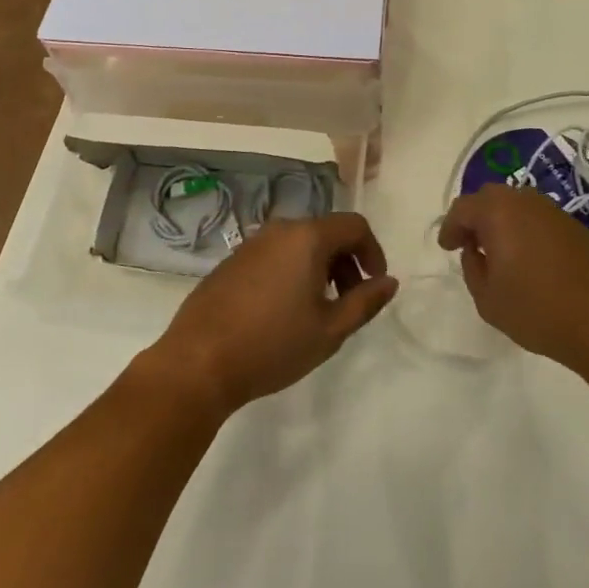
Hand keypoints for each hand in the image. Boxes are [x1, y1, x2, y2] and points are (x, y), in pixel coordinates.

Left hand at [143, 213, 397, 416]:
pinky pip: (275, 254)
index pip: (354, 225)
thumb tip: (389, 282)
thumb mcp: (330, 330)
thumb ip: (365, 302)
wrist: (199, 361)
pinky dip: (292, 270)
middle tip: (350, 302)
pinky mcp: (233, 260)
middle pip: (327, 231)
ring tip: (318, 309)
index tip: (375, 285)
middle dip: (347, 262)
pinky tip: (284, 310)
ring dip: (320, 267)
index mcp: (307, 237)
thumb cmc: (272, 345)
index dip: (373, 252)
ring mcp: (252, 242)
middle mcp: (280, 229)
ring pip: (300, 243)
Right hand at [437, 185, 588, 371]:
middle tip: (469, 244)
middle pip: (491, 198)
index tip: (447, 247)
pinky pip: (539, 219)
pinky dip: (526, 230)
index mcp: (498, 212)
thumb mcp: (488, 300)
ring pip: (517, 205)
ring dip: (502, 222)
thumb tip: (475, 251)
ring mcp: (554, 212)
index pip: (463, 208)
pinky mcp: (576, 227)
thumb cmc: (539, 311)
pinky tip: (529, 259)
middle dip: (475, 217)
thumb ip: (473, 269)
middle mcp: (526, 201)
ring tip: (499, 252)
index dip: (450, 227)